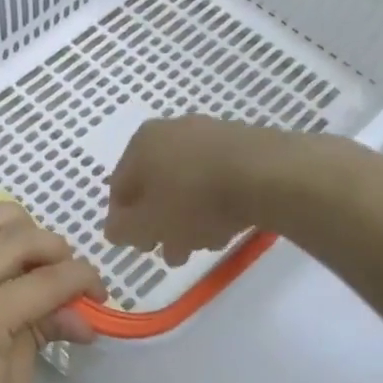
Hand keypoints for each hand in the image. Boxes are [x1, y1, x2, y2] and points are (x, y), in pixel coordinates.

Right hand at [104, 116, 298, 265]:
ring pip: (188, 183)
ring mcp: (209, 134)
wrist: (267, 175)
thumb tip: (115, 229)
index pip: (119, 187)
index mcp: (140, 143)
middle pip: (156, 184)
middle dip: (161, 222)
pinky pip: (218, 178)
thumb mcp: (147, 224)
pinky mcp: (244, 144)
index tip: (139, 246)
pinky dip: (216, 202)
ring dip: (189, 216)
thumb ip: (123, 229)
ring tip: (203, 244)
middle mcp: (171, 130)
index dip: (124, 221)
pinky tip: (227, 226)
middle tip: (171, 252)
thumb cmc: (193, 199)